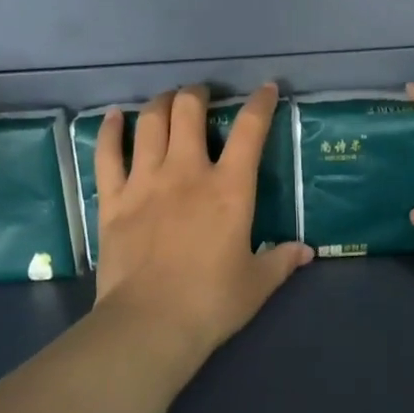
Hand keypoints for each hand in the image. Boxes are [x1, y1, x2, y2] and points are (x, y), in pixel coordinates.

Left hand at [93, 84, 313, 367]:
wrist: (151, 323)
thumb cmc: (211, 303)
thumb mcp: (257, 283)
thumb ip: (281, 260)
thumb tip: (305, 251)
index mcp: (229, 189)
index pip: (250, 131)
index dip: (260, 104)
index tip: (265, 89)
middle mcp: (187, 173)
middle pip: (189, 111)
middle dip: (198, 94)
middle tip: (202, 96)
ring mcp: (145, 182)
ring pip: (150, 123)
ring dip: (160, 103)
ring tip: (167, 100)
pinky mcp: (113, 199)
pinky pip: (107, 154)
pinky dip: (109, 130)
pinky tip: (113, 117)